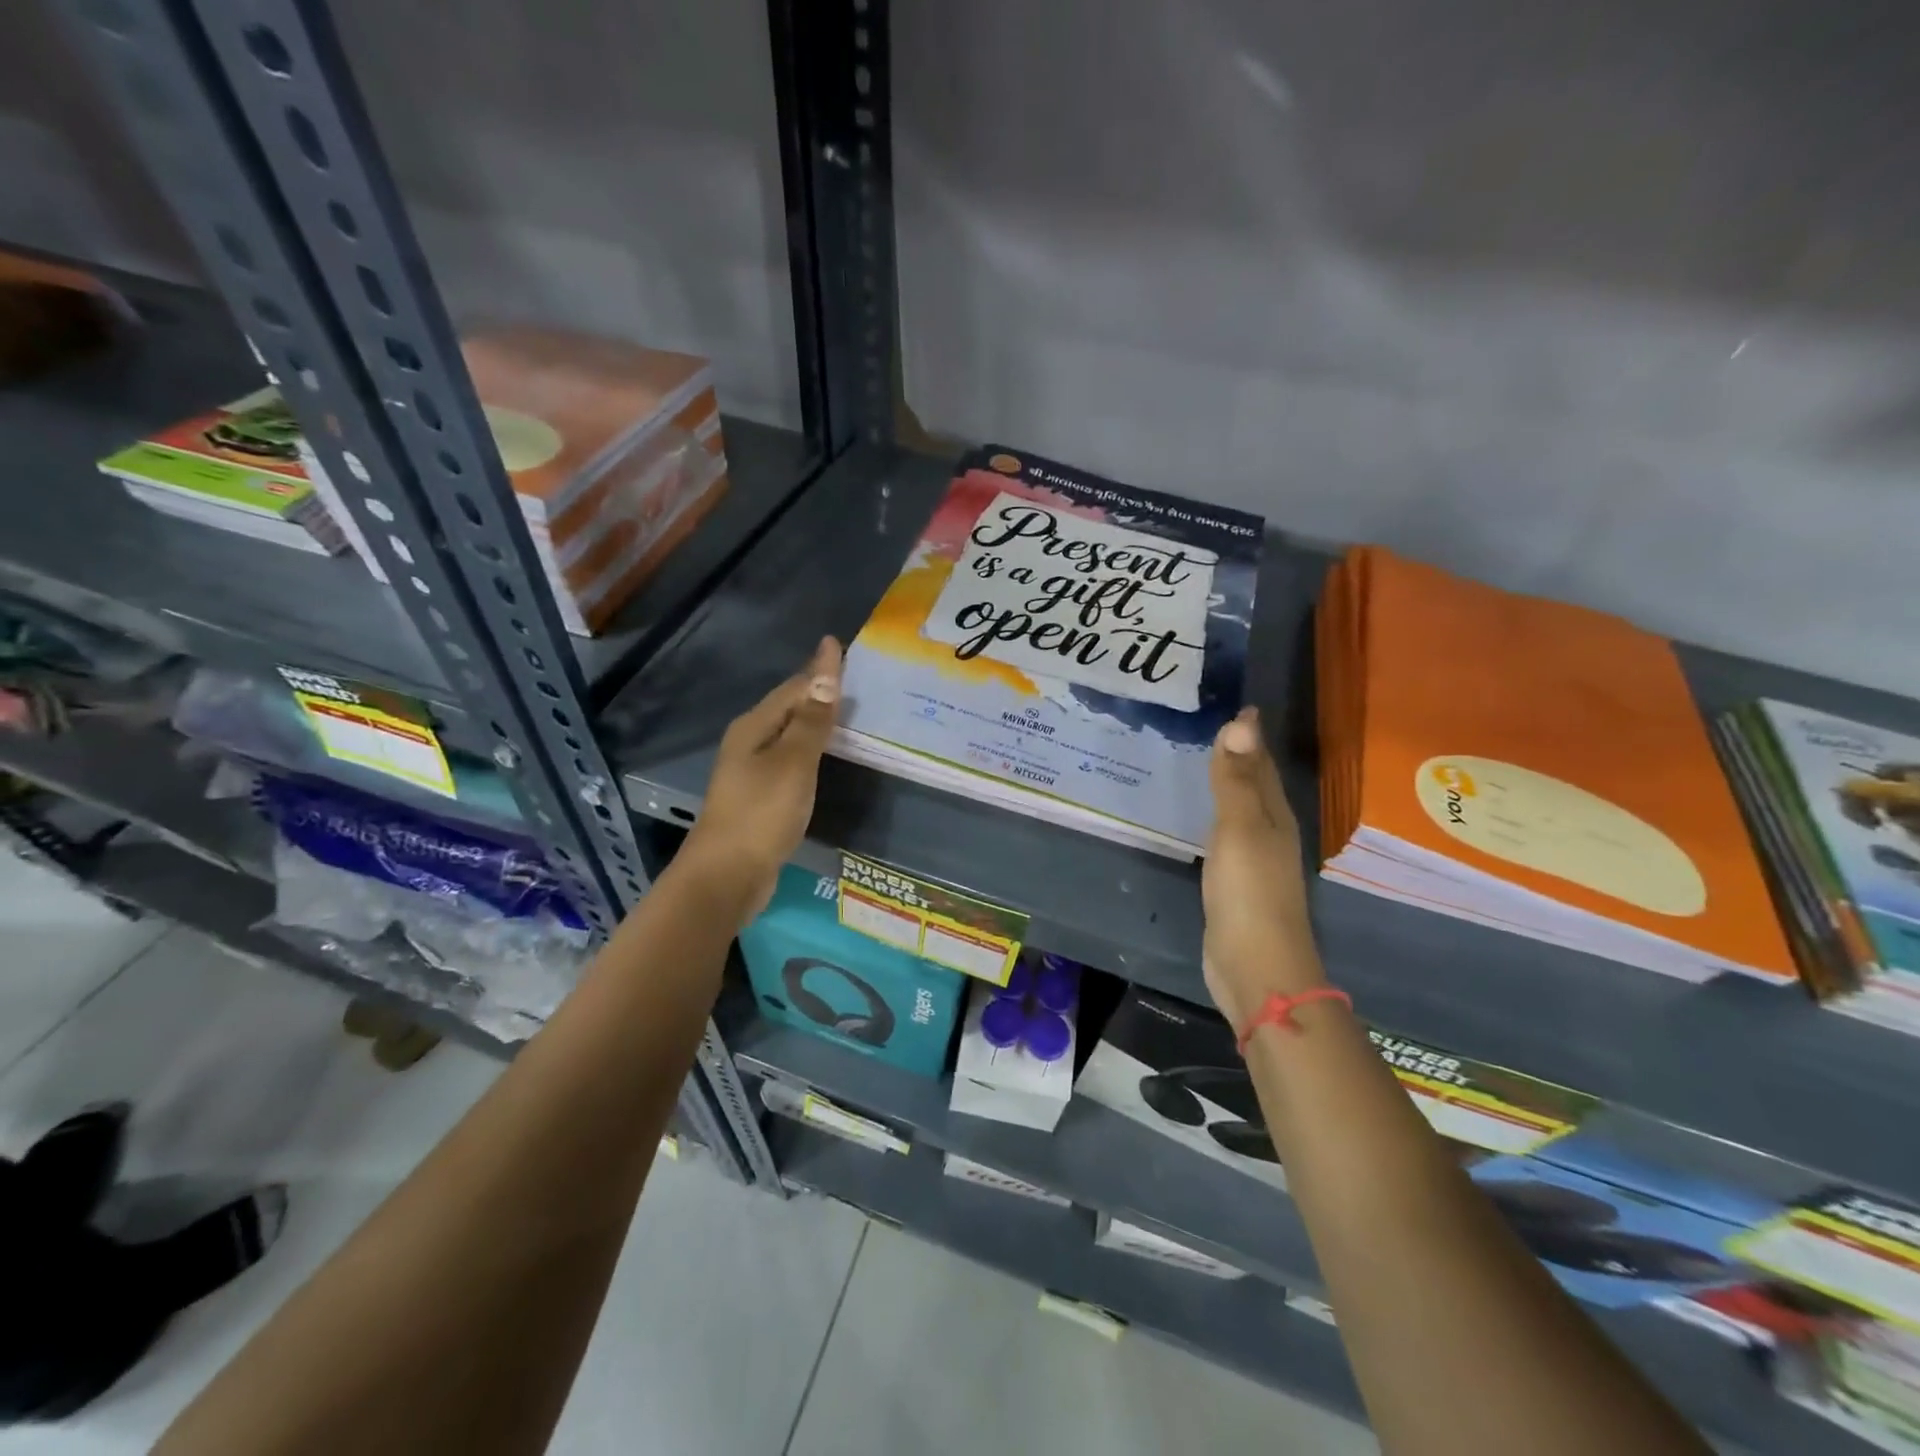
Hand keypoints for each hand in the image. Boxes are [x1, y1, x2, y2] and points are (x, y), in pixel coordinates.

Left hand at [683, 637, 841, 926]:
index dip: (821, 668)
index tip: (840, 645)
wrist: (727, 876)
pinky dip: (812, 750)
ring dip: (815, 720)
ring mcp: (752, 772)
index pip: (794, 688)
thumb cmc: (761, 814)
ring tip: (846, 709)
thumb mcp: (793, 763)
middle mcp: (749, 743)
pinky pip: (791, 760)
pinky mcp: (760, 798)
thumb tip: (826, 671)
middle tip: (852, 675)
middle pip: (789, 707)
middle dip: (818, 690)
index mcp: (754, 727)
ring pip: (790, 734)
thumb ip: (812, 720)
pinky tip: (827, 755)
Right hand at [1202, 706, 1325, 1031]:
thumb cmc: (1249, 892)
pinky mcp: (1236, 885)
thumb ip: (1235, 779)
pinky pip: (1225, 837)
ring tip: (1204, 762)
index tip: (1237, 703)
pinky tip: (1202, 819)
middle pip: (1256, 785)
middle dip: (1241, 755)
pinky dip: (1215, 818)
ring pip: (1242, 811)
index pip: (1262, 764)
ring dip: (1228, 786)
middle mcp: (1270, 833)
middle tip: (1214, 724)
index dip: (1250, 735)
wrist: (1255, 966)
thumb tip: (1242, 719)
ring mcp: (1254, 862)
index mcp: (1274, 816)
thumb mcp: (1239, 828)